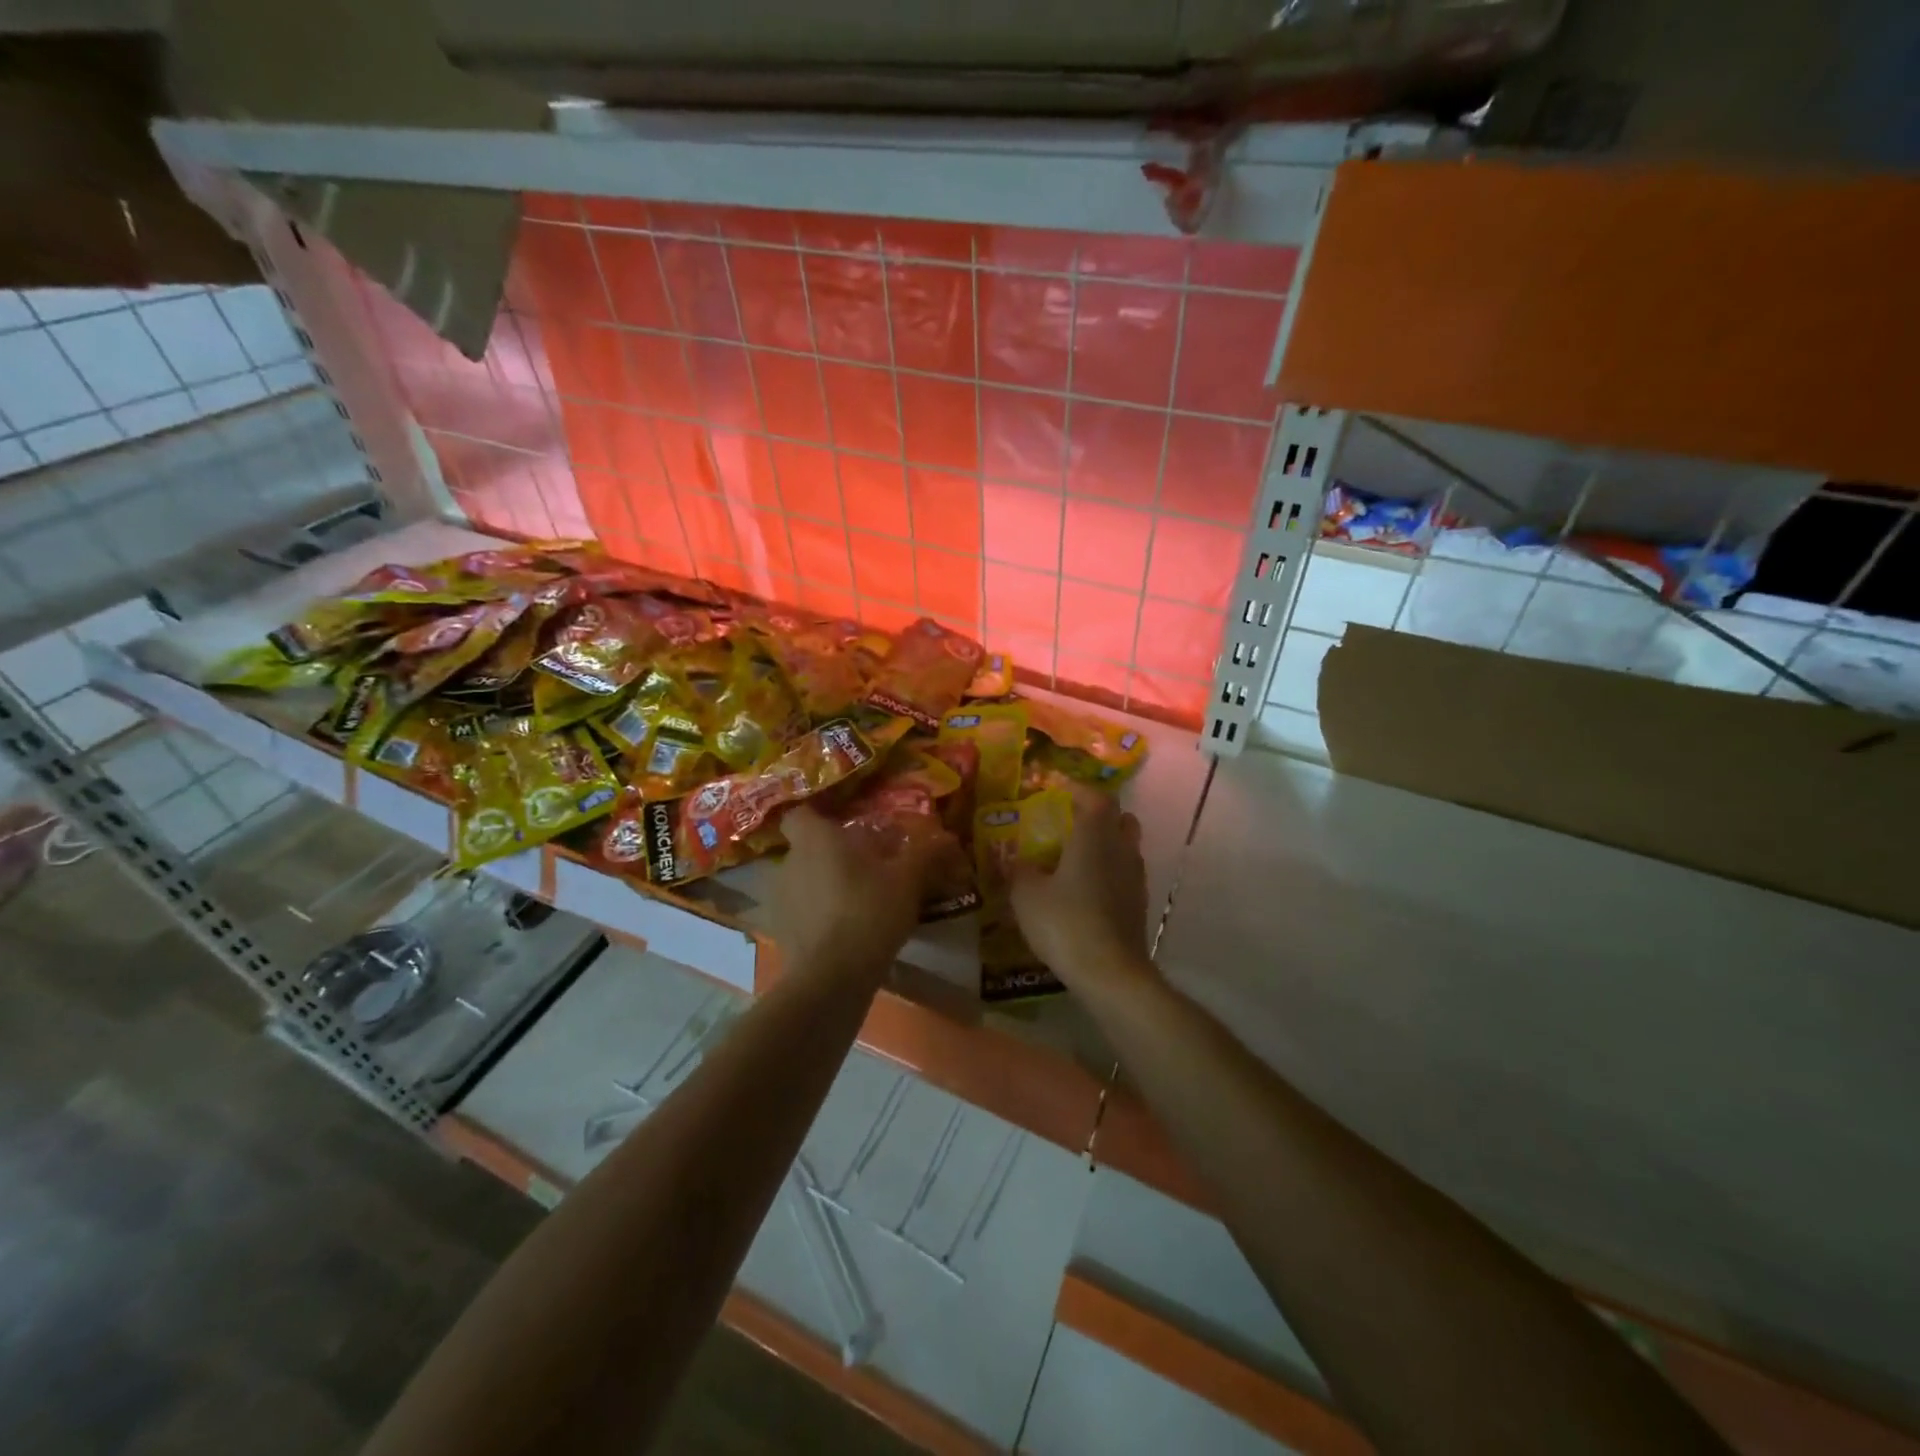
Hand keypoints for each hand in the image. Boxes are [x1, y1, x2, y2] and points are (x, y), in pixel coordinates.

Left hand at [769, 806, 937, 981]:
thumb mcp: (908, 880)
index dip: (819, 816)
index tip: (844, 825)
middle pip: (806, 849)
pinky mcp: (780, 934)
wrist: (831, 978)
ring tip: (857, 901)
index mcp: (814, 839)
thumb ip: (926, 854)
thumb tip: (948, 838)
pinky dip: (818, 917)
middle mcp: (788, 863)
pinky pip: (801, 913)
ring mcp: (779, 901)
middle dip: (831, 855)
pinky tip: (846, 932)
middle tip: (865, 866)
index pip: (799, 813)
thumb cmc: (868, 911)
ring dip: (824, 887)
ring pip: (803, 882)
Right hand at [1010, 785, 1152, 990]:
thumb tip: (1017, 860)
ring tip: (1077, 856)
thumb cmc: (1065, 922)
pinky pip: (1125, 872)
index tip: (1057, 789)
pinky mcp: (1139, 903)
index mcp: (1094, 835)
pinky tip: (1087, 888)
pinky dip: (1109, 870)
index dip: (1078, 789)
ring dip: (1106, 843)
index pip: (1096, 796)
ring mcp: (1135, 876)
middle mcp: (1121, 848)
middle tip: (1070, 821)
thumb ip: (1019, 870)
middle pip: (1120, 817)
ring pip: (1126, 845)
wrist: (1110, 972)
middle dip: (1098, 814)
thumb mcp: (1026, 894)